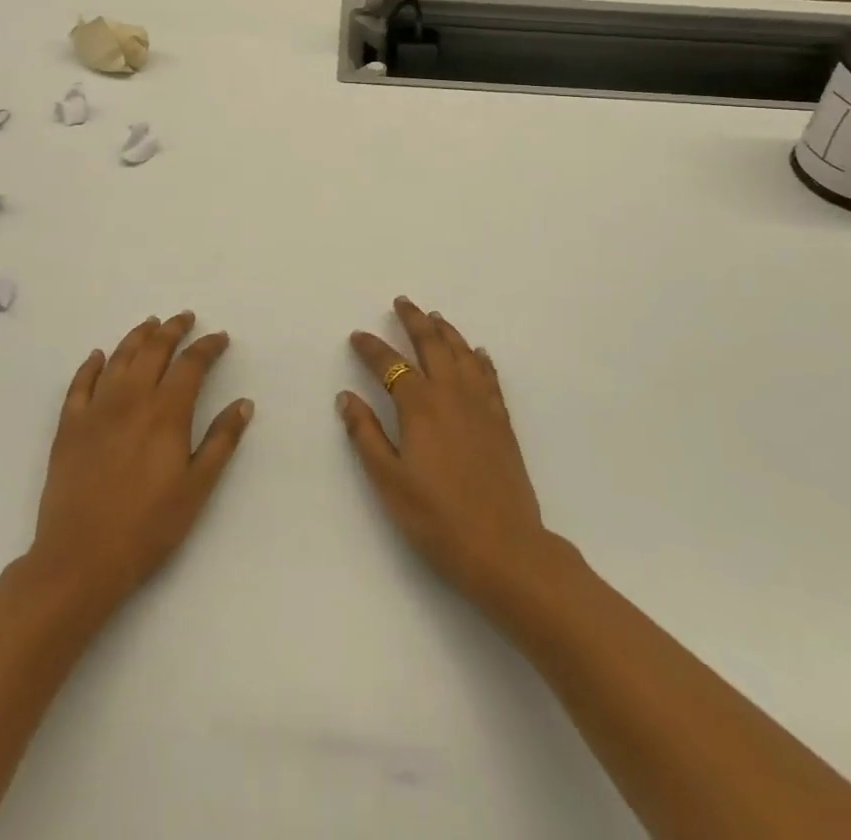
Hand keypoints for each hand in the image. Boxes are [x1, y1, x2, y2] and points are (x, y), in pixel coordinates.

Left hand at [28, 313, 253, 611]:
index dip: (207, 346)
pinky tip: (98, 356)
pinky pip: (79, 384)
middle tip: (185, 317)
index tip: (220, 338)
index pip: (191, 364)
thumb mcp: (197, 488)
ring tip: (150, 324)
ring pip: (119, 358)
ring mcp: (96, 410)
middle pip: (154, 350)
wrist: (80, 559)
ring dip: (137, 336)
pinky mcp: (69, 426)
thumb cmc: (148, 527)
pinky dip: (91, 365)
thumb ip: (221, 441)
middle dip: (172, 329)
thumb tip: (243, 403)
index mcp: (166, 412)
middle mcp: (131, 399)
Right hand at [339, 298, 555, 608]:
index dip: (371, 348)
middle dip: (414, 320)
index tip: (358, 336)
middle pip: (431, 344)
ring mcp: (481, 405)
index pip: (390, 365)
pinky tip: (477, 353)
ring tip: (435, 316)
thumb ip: (366, 435)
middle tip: (403, 302)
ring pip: (462, 353)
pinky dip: (479, 358)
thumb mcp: (389, 481)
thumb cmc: (437, 519)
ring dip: (446, 331)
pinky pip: (489, 376)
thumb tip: (346, 397)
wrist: (504, 548)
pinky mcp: (501, 421)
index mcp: (419, 406)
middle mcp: (451, 394)